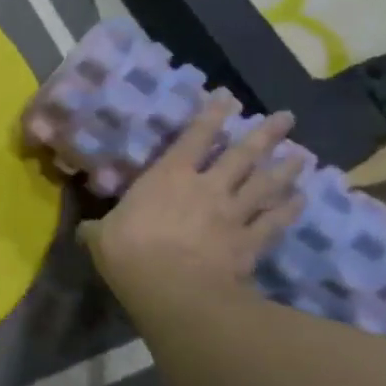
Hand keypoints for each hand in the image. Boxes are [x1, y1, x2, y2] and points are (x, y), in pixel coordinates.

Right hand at [79, 96, 304, 318]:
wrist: (173, 289)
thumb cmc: (129, 252)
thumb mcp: (101, 237)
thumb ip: (99, 229)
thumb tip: (84, 230)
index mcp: (168, 176)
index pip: (194, 137)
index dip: (212, 115)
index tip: (228, 96)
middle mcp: (207, 187)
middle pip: (242, 154)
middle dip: (265, 134)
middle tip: (286, 117)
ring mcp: (233, 214)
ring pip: (266, 185)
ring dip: (285, 169)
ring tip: (301, 156)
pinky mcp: (250, 243)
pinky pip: (274, 222)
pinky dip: (289, 210)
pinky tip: (301, 201)